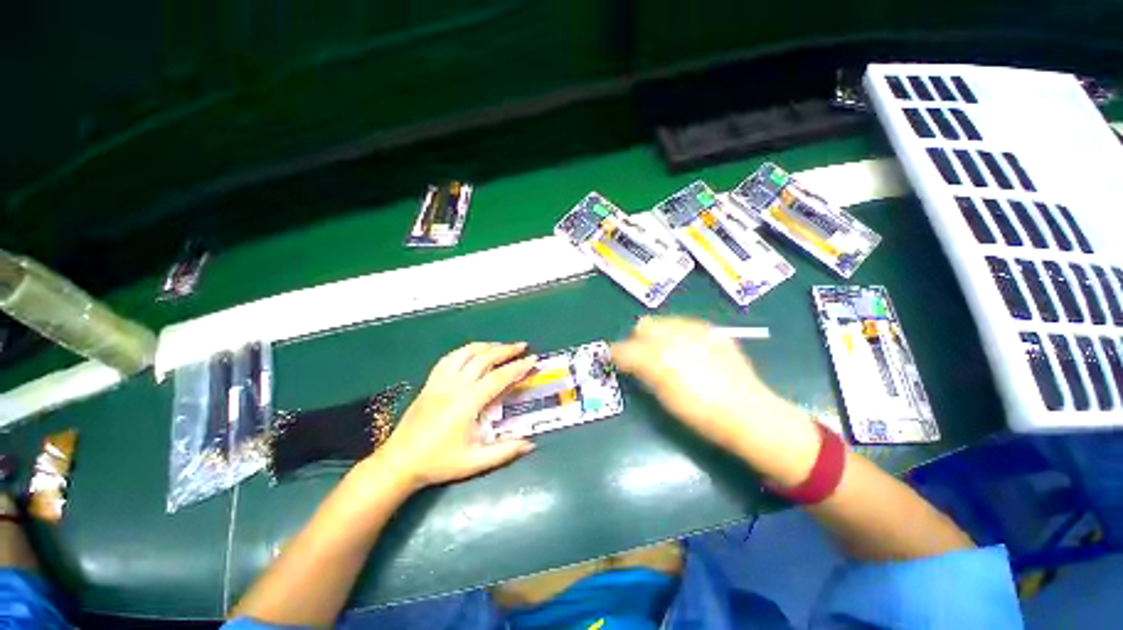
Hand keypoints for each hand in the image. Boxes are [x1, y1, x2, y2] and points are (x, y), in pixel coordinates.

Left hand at [374, 342, 537, 491]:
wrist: (399, 462)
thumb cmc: (438, 462)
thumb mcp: (475, 462)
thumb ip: (505, 452)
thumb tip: (531, 444)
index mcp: (467, 404)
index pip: (497, 378)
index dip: (517, 367)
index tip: (533, 360)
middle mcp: (454, 387)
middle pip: (483, 359)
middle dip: (505, 350)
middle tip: (522, 346)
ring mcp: (440, 382)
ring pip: (465, 353)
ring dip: (486, 346)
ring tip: (502, 345)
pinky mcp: (430, 382)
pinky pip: (449, 358)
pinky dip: (465, 350)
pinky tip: (474, 351)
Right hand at [611, 317, 816, 479]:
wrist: (748, 413)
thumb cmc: (700, 414)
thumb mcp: (663, 397)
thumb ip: (641, 372)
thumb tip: (626, 360)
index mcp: (659, 358)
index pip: (625, 348)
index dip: (617, 354)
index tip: (617, 361)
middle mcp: (675, 337)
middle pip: (644, 326)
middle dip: (638, 339)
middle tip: (643, 357)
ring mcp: (697, 331)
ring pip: (664, 322)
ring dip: (658, 335)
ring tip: (667, 354)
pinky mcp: (713, 331)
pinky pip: (685, 325)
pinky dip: (679, 334)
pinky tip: (689, 351)